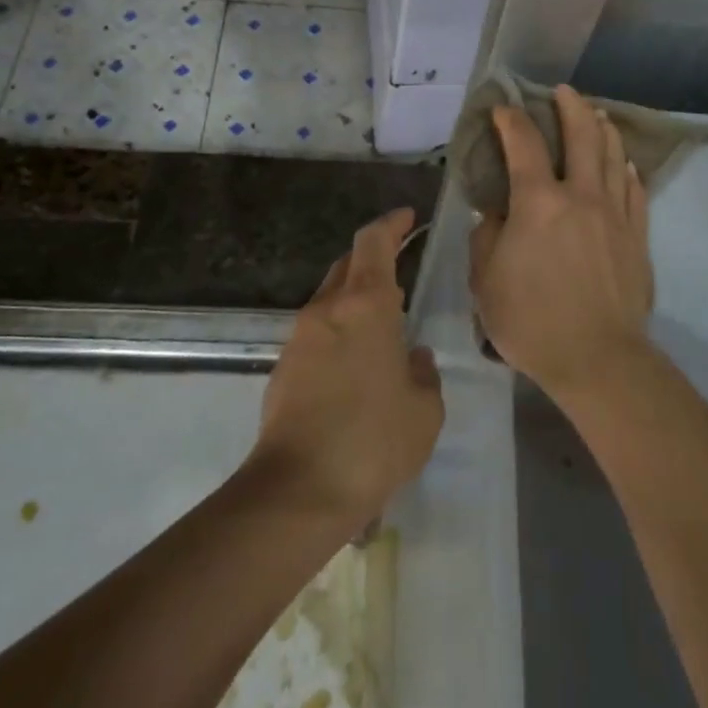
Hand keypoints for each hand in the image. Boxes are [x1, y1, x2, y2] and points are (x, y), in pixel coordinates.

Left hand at [250, 208, 443, 529]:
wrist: (298, 491)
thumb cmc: (373, 441)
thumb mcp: (424, 410)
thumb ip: (423, 374)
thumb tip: (411, 358)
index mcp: (366, 305)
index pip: (373, 241)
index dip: (391, 223)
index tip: (408, 217)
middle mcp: (328, 309)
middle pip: (348, 263)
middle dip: (374, 256)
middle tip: (401, 266)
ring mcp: (300, 336)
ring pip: (330, 296)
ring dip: (355, 295)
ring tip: (383, 320)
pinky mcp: (284, 366)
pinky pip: (318, 330)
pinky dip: (340, 328)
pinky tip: (357, 361)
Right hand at [469, 85, 655, 402]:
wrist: (597, 358)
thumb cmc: (530, 320)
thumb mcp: (485, 280)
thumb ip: (487, 236)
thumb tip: (496, 213)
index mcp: (538, 202)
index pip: (522, 144)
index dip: (510, 120)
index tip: (502, 109)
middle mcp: (581, 195)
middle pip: (582, 135)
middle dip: (571, 106)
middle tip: (563, 91)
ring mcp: (615, 214)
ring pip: (613, 156)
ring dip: (604, 129)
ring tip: (598, 115)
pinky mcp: (637, 236)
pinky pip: (635, 190)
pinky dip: (627, 170)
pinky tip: (625, 164)